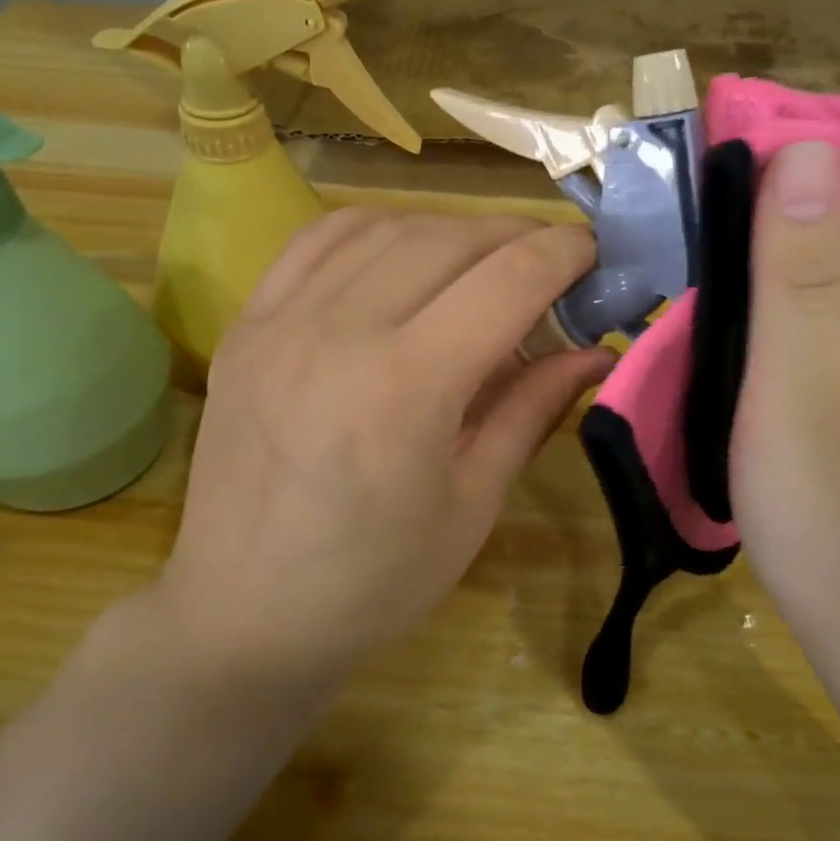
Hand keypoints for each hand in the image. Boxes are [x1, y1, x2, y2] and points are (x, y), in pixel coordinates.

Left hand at [155, 209, 612, 694]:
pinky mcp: (248, 321)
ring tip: (483, 263)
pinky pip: (321, 238)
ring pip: (389, 227)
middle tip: (550, 263)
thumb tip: (597, 351)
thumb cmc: (374, 580)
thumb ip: (534, 408)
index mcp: (406, 388)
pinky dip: (380, 229)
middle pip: (450, 239)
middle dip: (516, 237)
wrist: (242, 612)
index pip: (507, 280)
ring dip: (452, 231)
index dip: (563, 253)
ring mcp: (283, 319)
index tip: (595, 251)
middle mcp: (339, 332)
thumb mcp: (474, 503)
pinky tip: (405, 253)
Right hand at [730, 144, 839, 749]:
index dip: (811, 134)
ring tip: (683, 236)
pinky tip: (716, 312)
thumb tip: (804, 149)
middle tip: (682, 186)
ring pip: (831, 266)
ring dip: (766, 239)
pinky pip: (818, 315)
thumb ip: (803, 276)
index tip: (725, 129)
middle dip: (777, 183)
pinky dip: (769, 294)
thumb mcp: (806, 394)